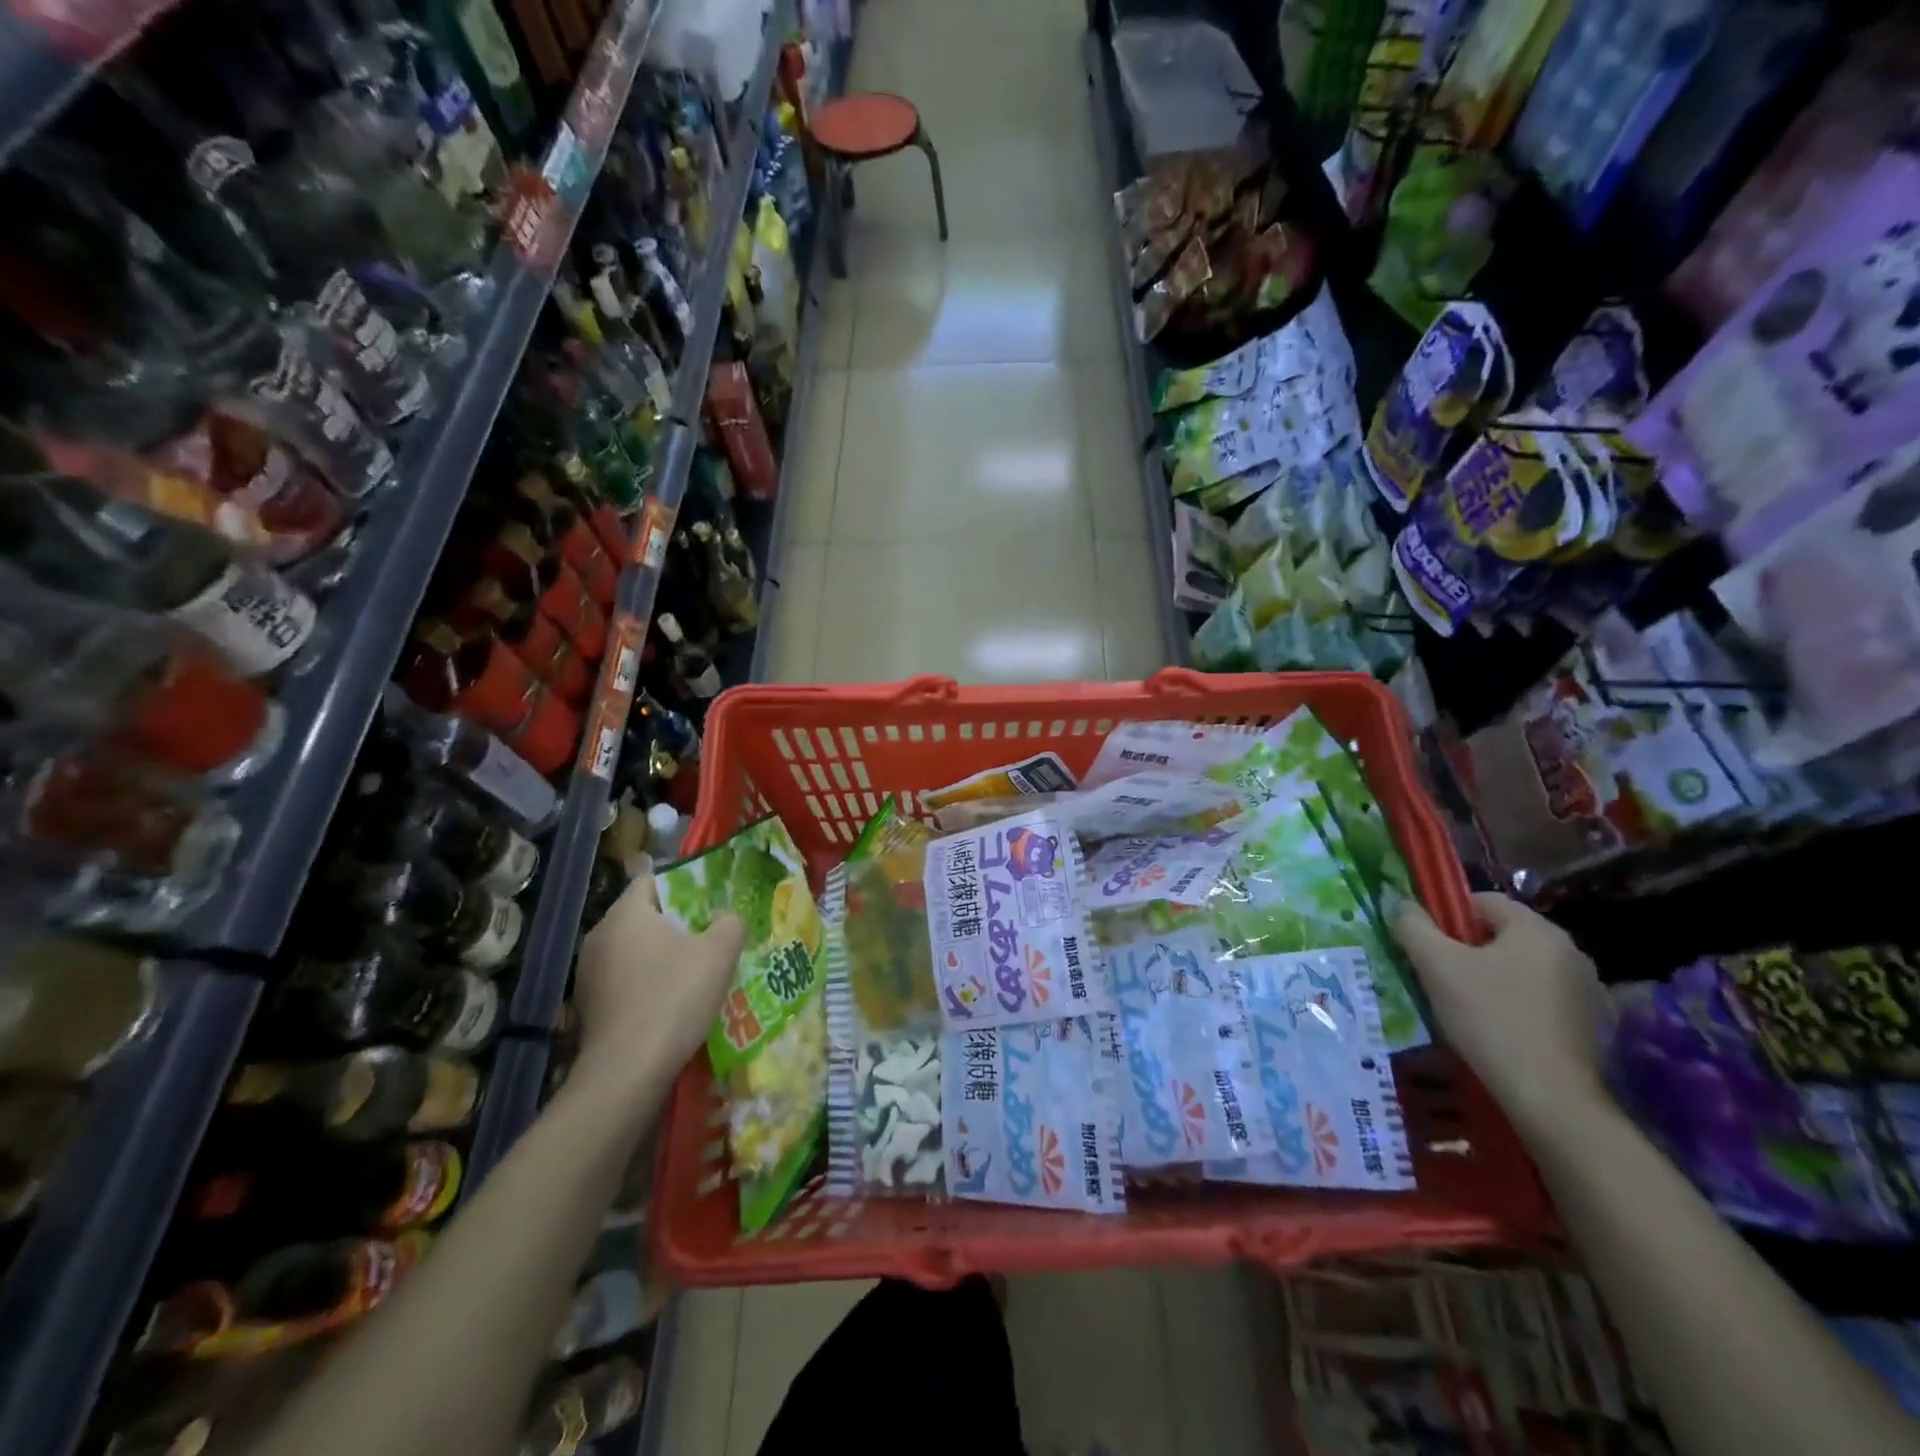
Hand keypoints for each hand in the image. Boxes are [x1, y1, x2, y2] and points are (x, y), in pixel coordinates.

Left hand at [573, 873, 743, 1104]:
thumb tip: (725, 919)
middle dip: (677, 924)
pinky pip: (624, 980)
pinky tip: (671, 1004)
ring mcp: (588, 973)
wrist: (627, 1071)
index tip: (709, 904)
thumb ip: (730, 923)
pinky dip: (647, 983)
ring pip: (634, 950)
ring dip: (662, 957)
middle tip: (709, 937)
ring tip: (695, 973)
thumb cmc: (674, 998)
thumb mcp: (719, 953)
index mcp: (626, 914)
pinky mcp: (588, 1006)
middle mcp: (599, 936)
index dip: (683, 886)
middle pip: (643, 916)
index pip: (652, 880)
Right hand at [1392, 892, 1607, 1135]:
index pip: (1482, 902)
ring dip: (1492, 978)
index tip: (1429, 949)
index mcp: (1537, 929)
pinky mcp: (1592, 1024)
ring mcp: (1587, 989)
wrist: (1550, 1098)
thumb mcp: (1436, 966)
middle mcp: (1569, 951)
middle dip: (1468, 951)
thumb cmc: (1489, 1019)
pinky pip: (1541, 998)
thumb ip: (1413, 926)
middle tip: (1441, 979)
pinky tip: (1499, 1031)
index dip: (1447, 918)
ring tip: (1466, 1009)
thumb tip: (1401, 904)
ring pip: (1521, 968)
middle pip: (1502, 935)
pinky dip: (1517, 1005)